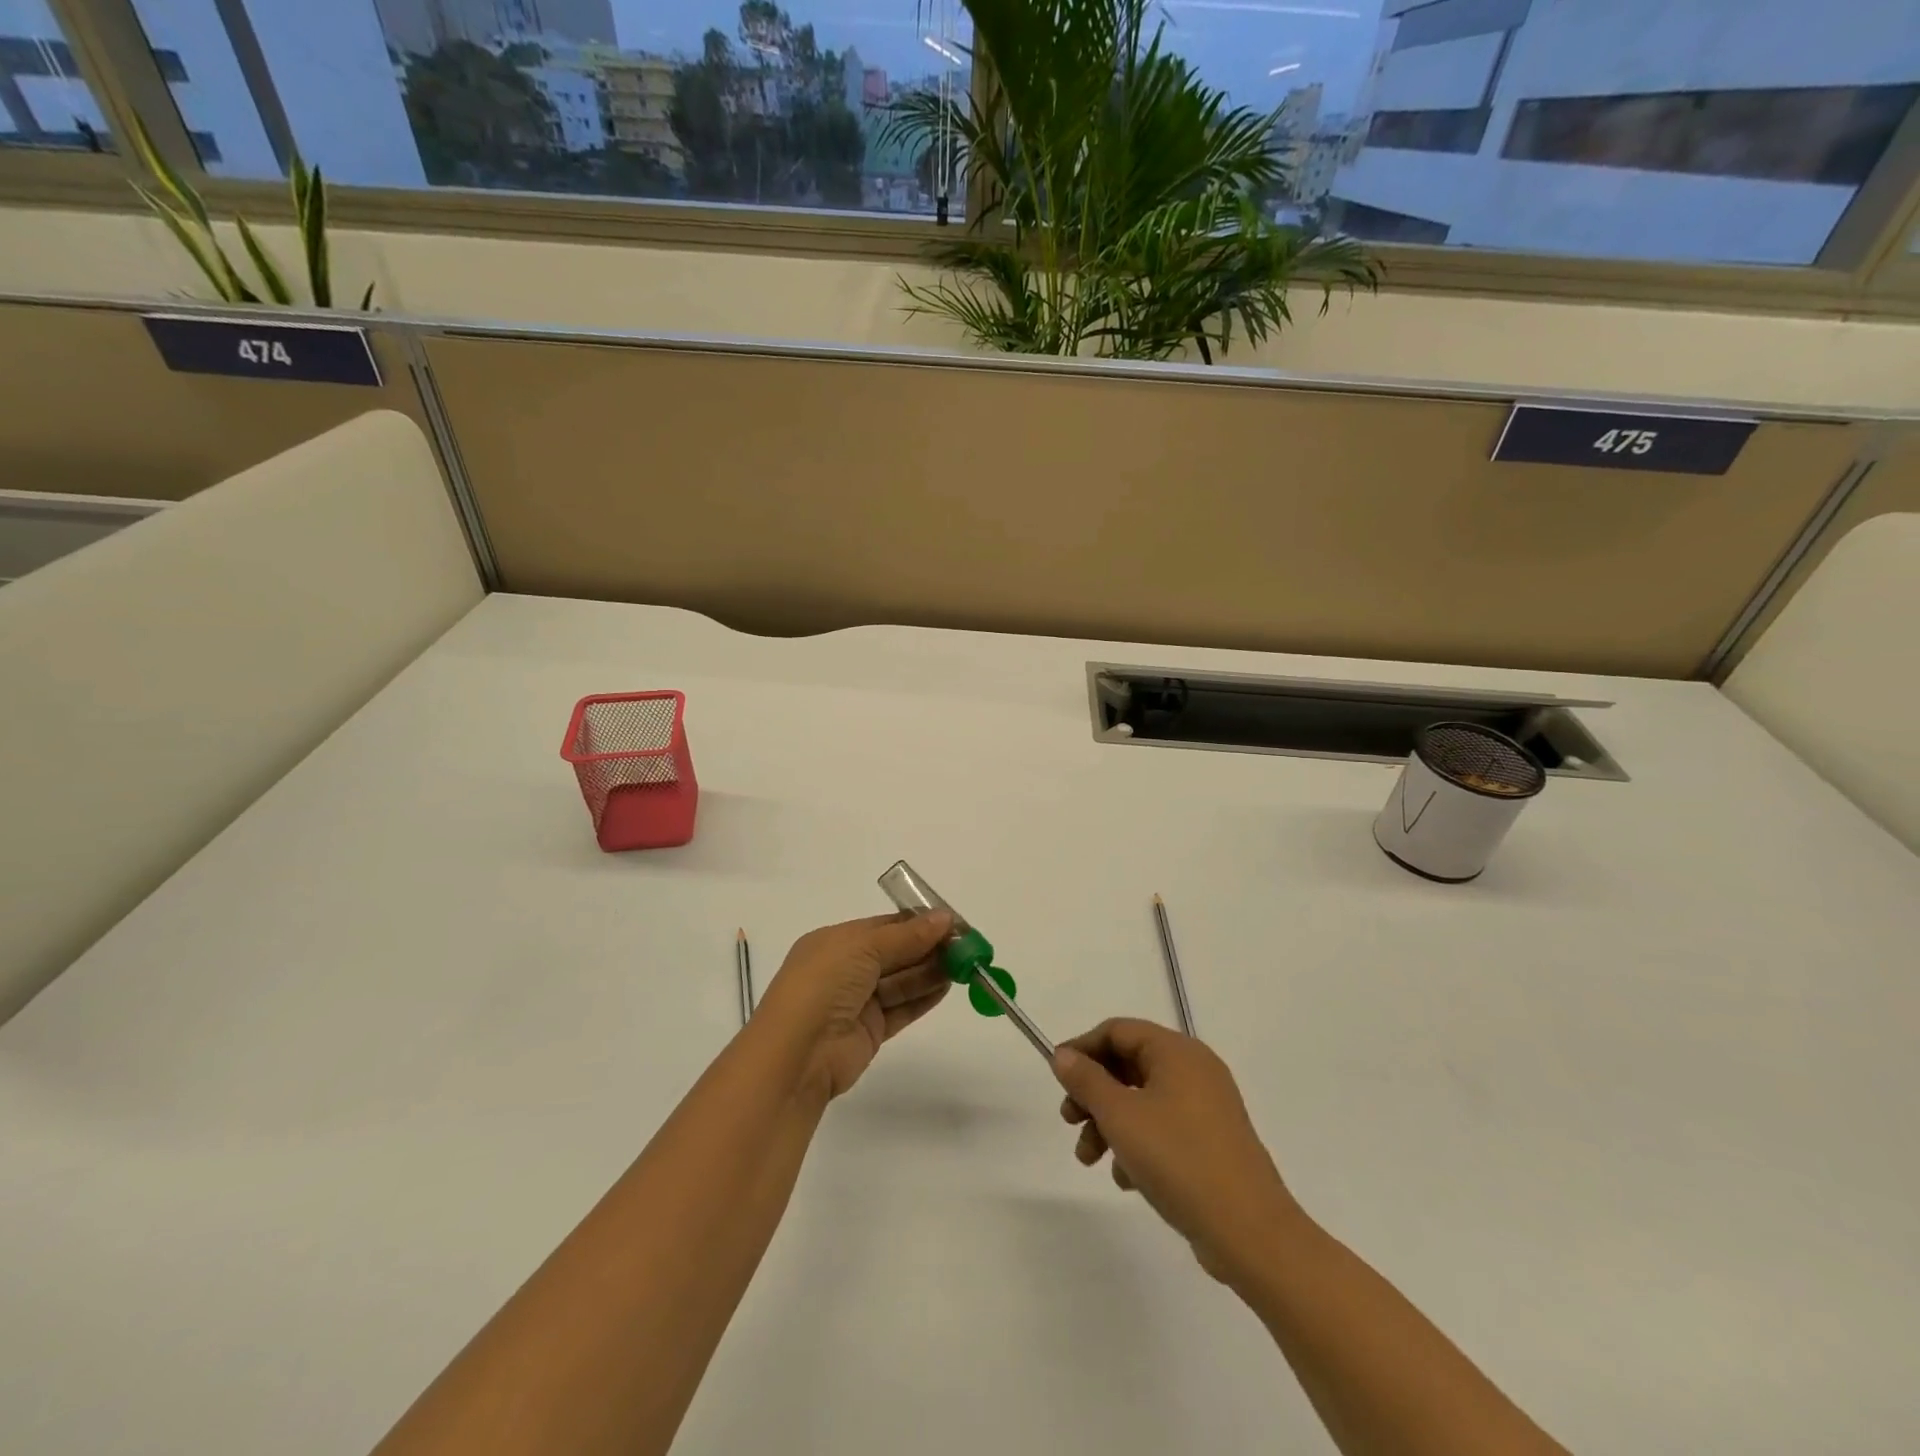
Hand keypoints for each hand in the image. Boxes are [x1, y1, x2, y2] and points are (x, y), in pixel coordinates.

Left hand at [759, 912, 953, 1100]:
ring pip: (901, 980)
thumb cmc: (823, 985)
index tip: (952, 923)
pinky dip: (924, 997)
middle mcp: (845, 968)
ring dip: (931, 971)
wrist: (796, 1055)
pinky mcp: (869, 1031)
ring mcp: (857, 1001)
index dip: (918, 923)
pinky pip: (902, 1008)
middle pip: (896, 952)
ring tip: (965, 965)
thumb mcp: (863, 948)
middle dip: (929, 947)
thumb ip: (907, 936)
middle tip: (966, 946)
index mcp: (835, 941)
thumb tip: (945, 918)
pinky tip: (948, 987)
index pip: (883, 926)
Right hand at [1052, 1018, 1297, 1282]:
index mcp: (1177, 1051)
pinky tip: (1125, 1178)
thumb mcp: (1120, 1116)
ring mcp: (1207, 1106)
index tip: (1057, 1077)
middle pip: (1129, 1065)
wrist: (1250, 1232)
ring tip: (1089, 1159)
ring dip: (1110, 1123)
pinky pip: (1164, 1127)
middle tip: (1069, 1120)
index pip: (1118, 1031)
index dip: (1082, 1048)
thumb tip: (1063, 1055)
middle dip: (1093, 1093)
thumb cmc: (1178, 1159)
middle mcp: (1195, 1069)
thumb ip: (1086, 1080)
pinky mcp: (1213, 1141)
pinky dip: (1138, 1143)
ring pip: (1143, 1100)